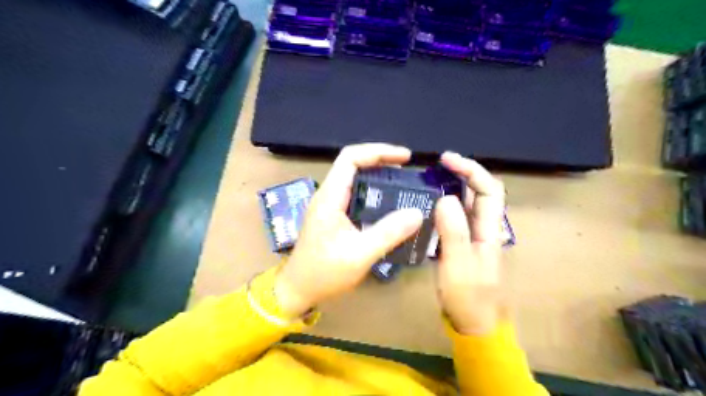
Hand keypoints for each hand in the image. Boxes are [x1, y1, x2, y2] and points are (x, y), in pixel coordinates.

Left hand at [272, 144, 420, 316]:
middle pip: (353, 164)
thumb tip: (417, 213)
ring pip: (354, 179)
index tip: (405, 158)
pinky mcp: (333, 216)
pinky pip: (355, 195)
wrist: (298, 290)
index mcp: (330, 197)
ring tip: (402, 184)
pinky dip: (373, 193)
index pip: (351, 158)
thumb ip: (388, 233)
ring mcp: (329, 205)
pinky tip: (388, 205)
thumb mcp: (359, 254)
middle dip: (381, 161)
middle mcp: (328, 195)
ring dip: (378, 177)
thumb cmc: (324, 273)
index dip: (378, 151)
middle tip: (408, 170)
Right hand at [437, 152, 507, 333]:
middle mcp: (485, 226)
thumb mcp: (458, 265)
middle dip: (462, 172)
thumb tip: (446, 197)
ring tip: (430, 178)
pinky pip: (456, 215)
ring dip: (454, 185)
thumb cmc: (467, 296)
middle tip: (436, 165)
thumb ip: (454, 232)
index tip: (447, 160)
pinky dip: (445, 202)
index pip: (489, 189)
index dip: (471, 170)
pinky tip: (429, 202)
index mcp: (490, 229)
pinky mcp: (462, 241)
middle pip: (480, 191)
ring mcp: (474, 234)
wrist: (472, 321)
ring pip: (468, 202)